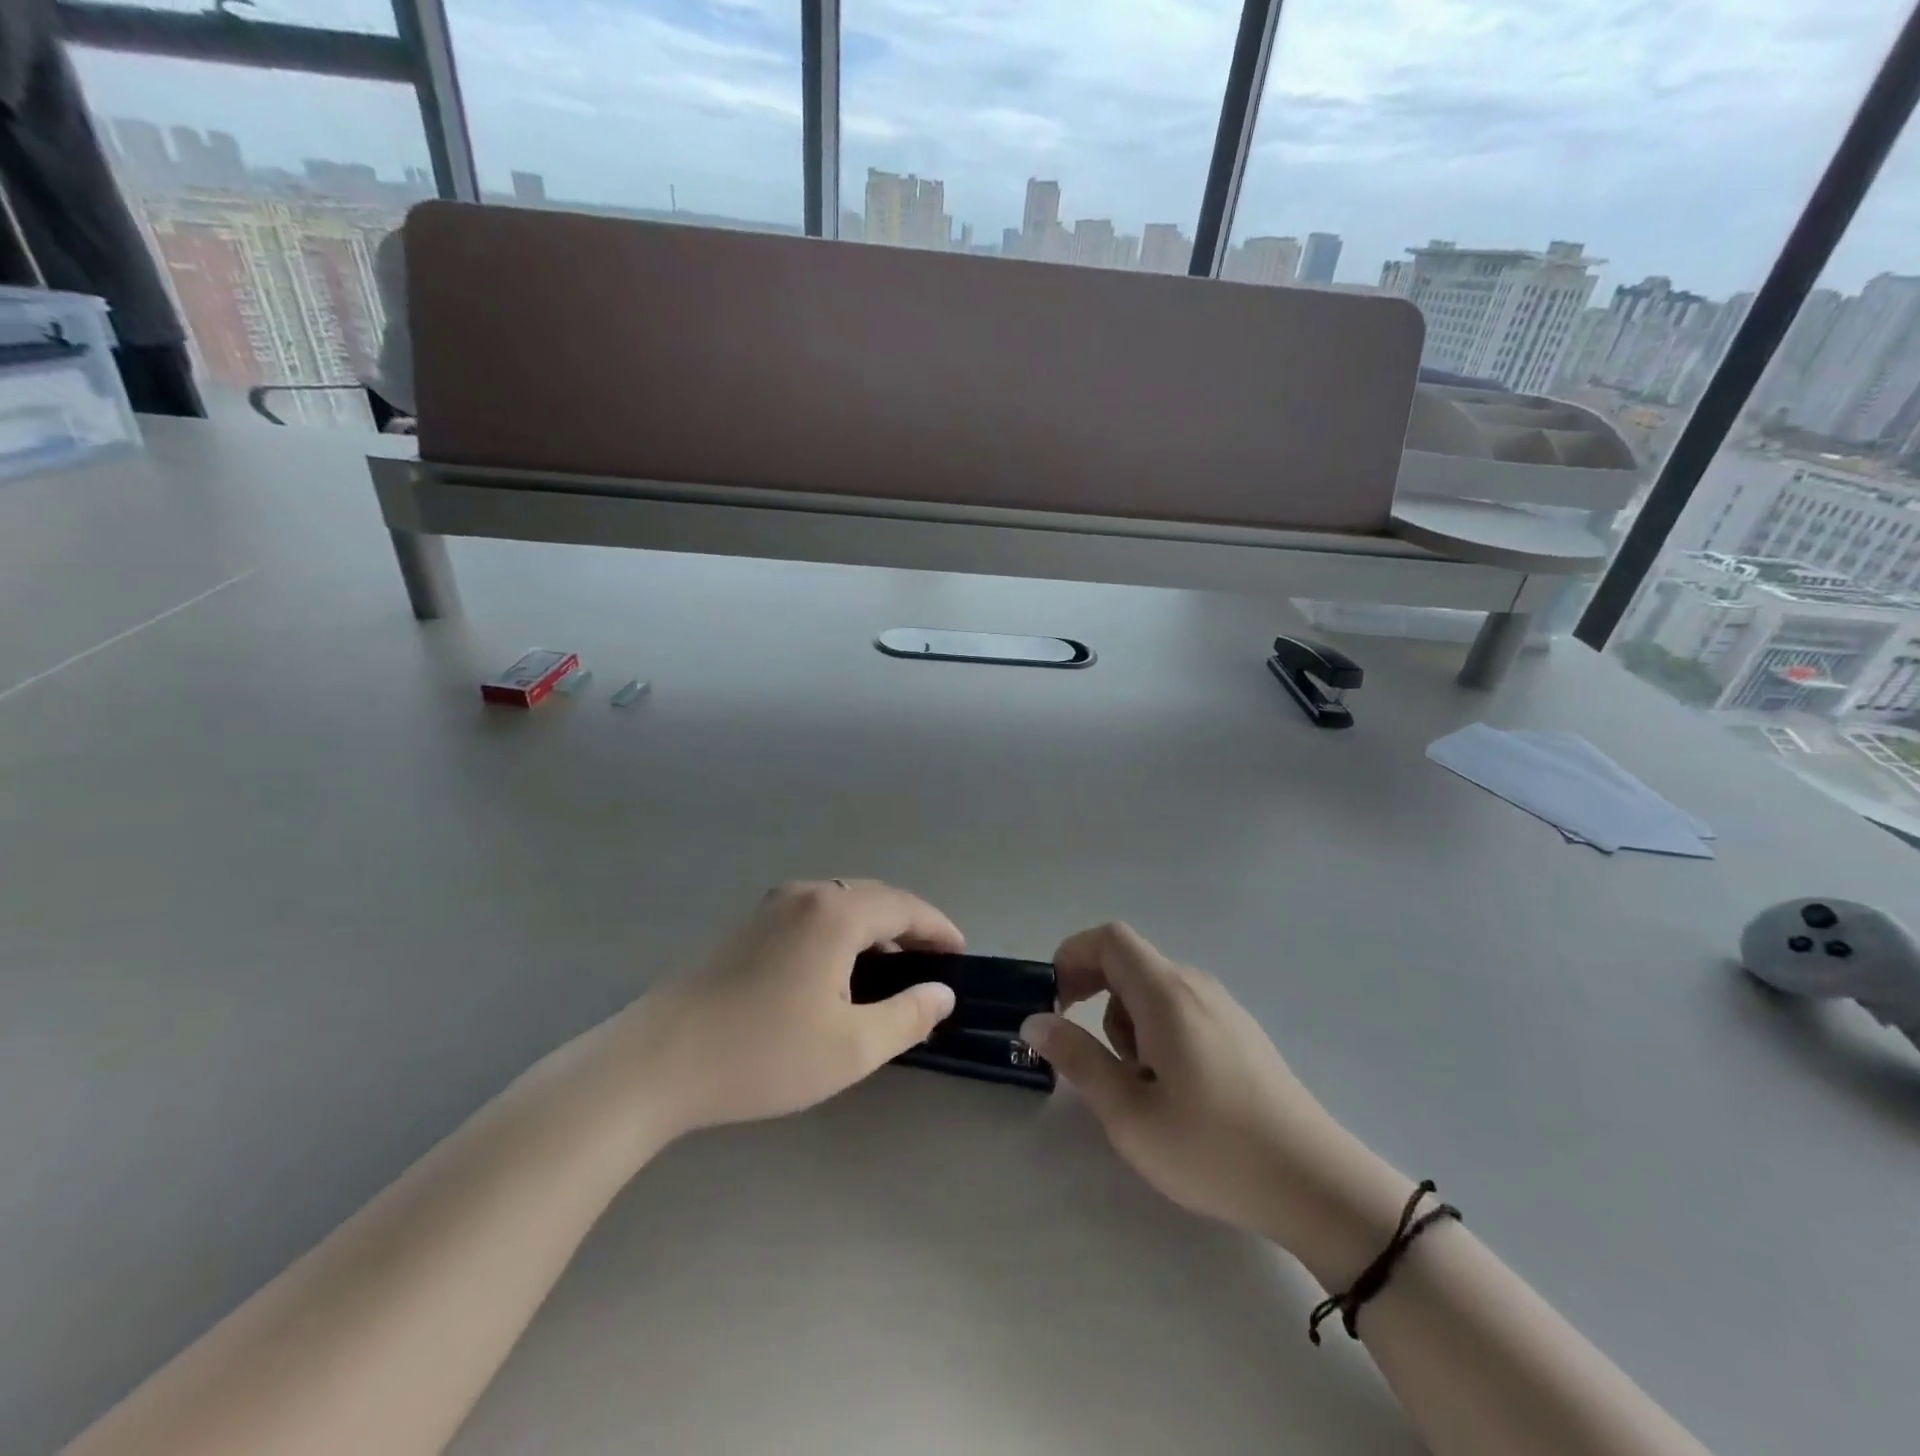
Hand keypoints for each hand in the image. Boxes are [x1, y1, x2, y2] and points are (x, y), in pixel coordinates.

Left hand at [627, 880, 962, 1138]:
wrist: (657, 1062)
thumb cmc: (763, 1053)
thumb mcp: (851, 1047)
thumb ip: (907, 1016)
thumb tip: (941, 993)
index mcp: (835, 912)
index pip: (904, 907)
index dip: (938, 929)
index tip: (961, 954)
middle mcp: (804, 894)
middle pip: (873, 898)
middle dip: (908, 926)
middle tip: (932, 963)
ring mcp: (769, 907)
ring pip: (840, 905)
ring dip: (873, 930)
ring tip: (891, 971)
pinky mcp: (745, 927)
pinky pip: (811, 916)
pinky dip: (840, 935)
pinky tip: (836, 974)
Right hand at [1020, 923, 1364, 1246]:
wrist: (1315, 1184)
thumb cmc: (1212, 1149)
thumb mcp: (1129, 1113)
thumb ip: (1077, 1058)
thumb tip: (1035, 1020)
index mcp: (1166, 993)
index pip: (1109, 939)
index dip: (1072, 957)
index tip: (1056, 1004)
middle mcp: (1195, 985)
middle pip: (1129, 964)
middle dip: (1097, 1000)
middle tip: (1095, 1059)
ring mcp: (1223, 1007)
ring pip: (1154, 991)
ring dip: (1127, 1024)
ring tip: (1140, 1087)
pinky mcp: (1240, 1032)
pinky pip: (1182, 1011)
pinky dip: (1157, 1034)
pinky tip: (1175, 1090)